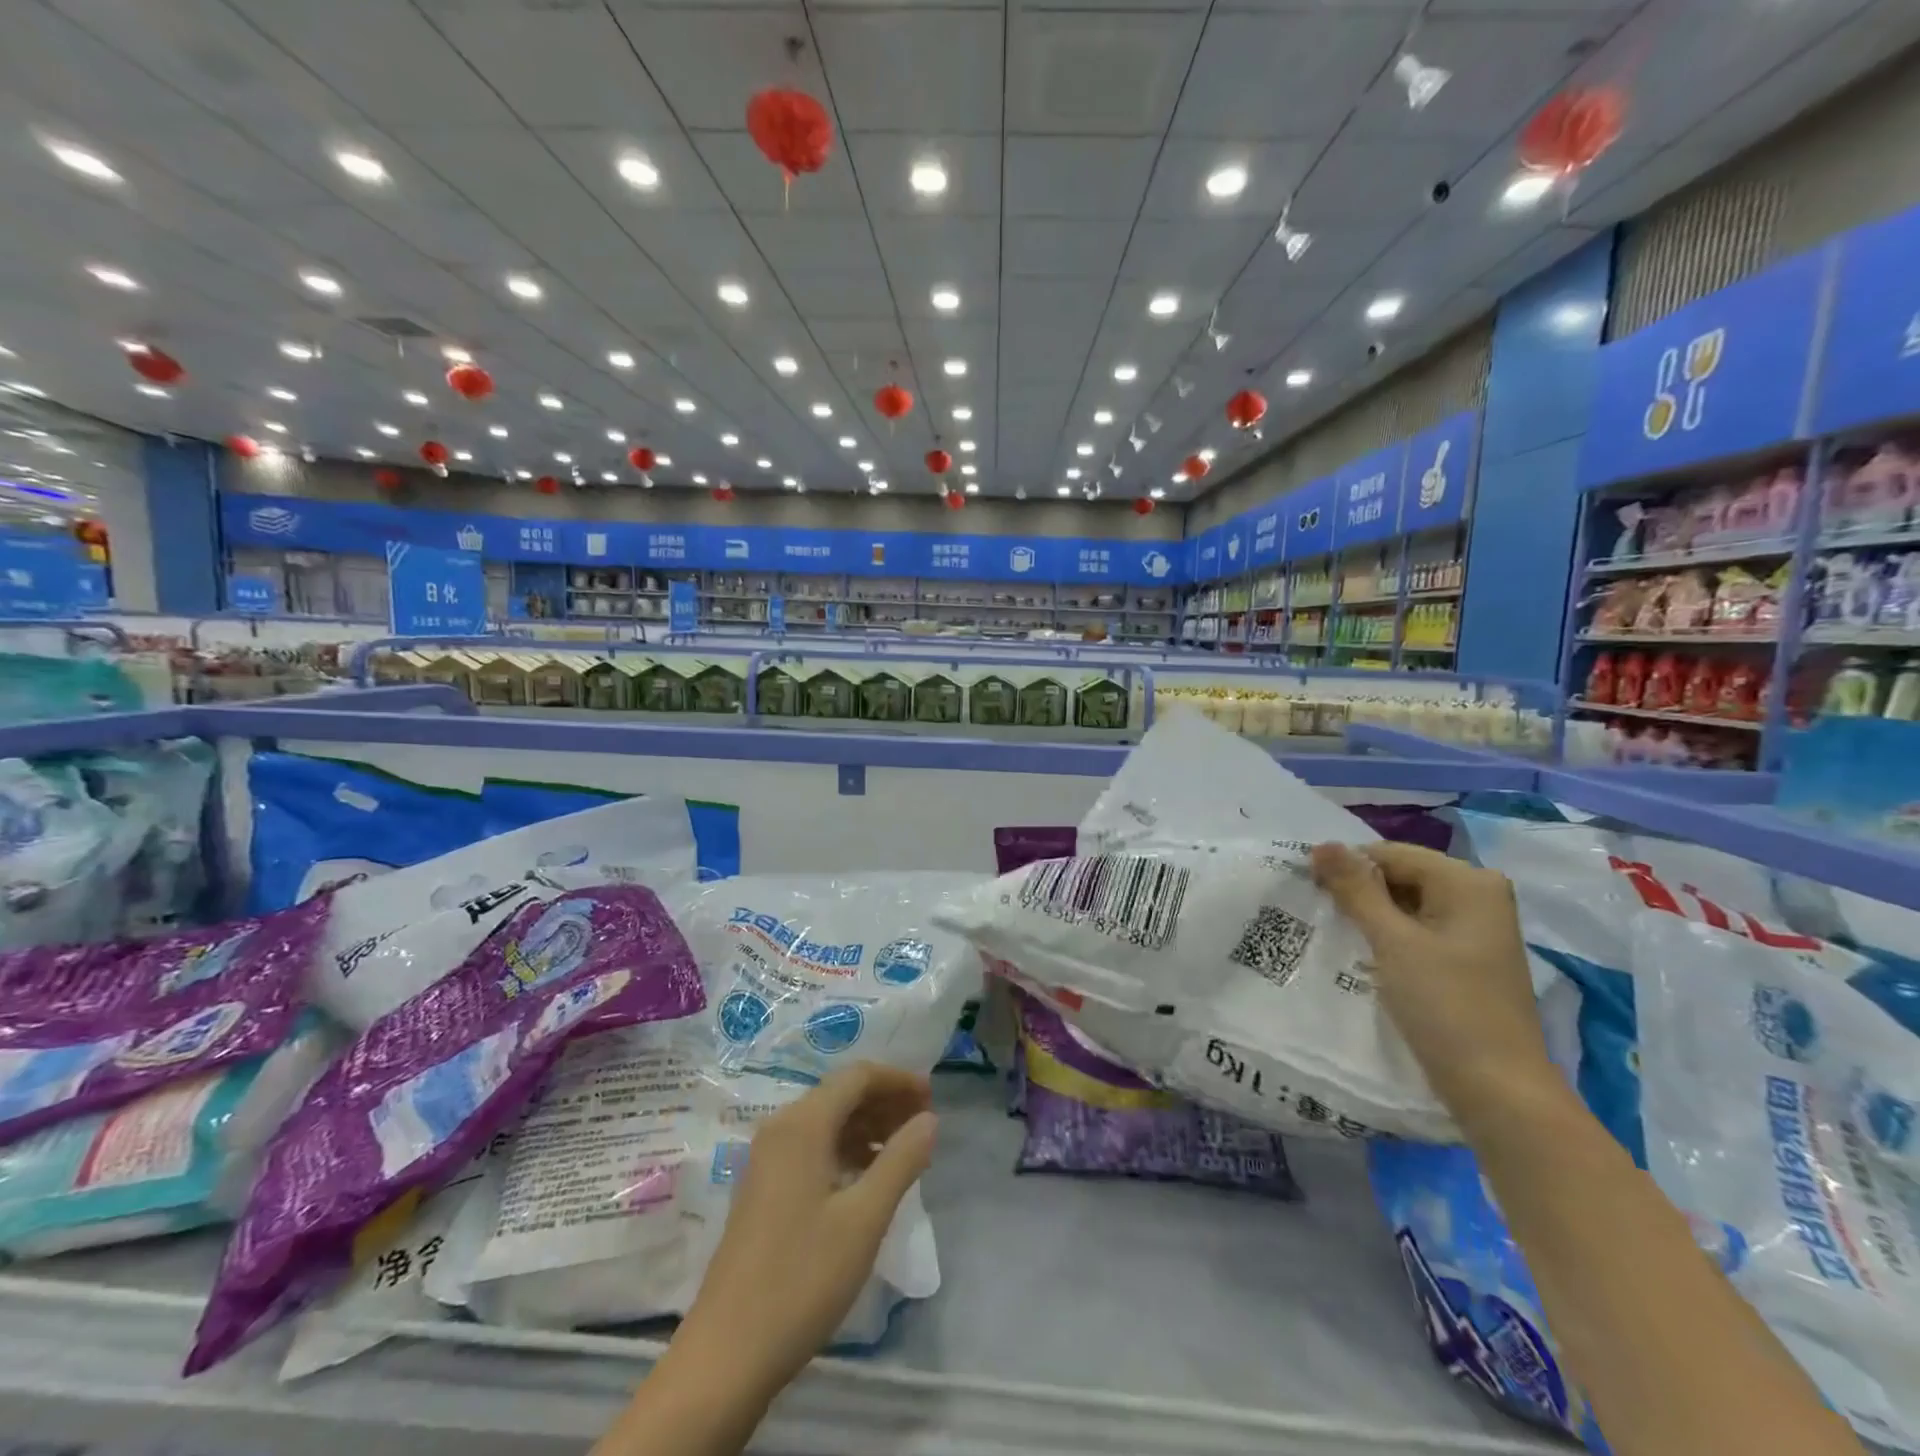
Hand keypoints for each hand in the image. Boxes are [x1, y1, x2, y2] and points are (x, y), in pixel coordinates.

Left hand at [674, 1063, 936, 1397]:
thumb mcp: (864, 1219)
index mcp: (802, 1124)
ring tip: (904, 1151)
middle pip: (840, 1094)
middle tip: (924, 1125)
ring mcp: (767, 1158)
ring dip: (867, 1126)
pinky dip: (846, 1149)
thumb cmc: (802, 1278)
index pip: (857, 1076)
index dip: (898, 1080)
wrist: (727, 1354)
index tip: (933, 1098)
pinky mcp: (763, 1187)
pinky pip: (812, 1146)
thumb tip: (929, 1120)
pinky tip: (867, 1178)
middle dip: (885, 1102)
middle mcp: (781, 1128)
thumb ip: (901, 1161)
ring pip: (827, 1121)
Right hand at [1311, 841, 1556, 1113]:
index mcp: (1469, 882)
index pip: (1390, 853)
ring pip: (1406, 903)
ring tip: (1336, 933)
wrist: (1498, 1089)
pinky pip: (1418, 928)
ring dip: (1371, 915)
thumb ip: (1356, 889)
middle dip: (1359, 891)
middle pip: (1401, 875)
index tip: (1309, 890)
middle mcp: (1479, 895)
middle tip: (1319, 913)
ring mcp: (1476, 928)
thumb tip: (1321, 843)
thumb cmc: (1446, 1006)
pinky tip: (1365, 953)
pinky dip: (1389, 935)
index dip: (1347, 867)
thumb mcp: (1392, 941)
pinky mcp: (1467, 957)